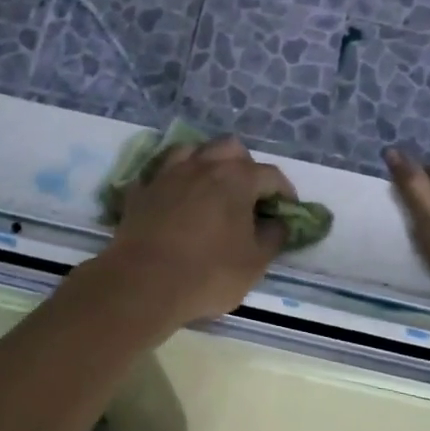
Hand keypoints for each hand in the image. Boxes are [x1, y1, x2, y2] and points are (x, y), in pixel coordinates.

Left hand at [97, 136, 296, 332]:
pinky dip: (174, 180)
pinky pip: (162, 172)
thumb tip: (279, 222)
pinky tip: (176, 196)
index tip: (287, 210)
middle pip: (230, 149)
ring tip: (211, 187)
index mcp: (236, 178)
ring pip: (193, 150)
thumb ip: (273, 237)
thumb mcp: (255, 263)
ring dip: (207, 163)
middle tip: (249, 194)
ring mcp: (169, 173)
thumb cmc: (208, 273)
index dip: (284, 191)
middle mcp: (203, 165)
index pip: (271, 175)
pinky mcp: (142, 188)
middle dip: (245, 165)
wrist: (143, 282)